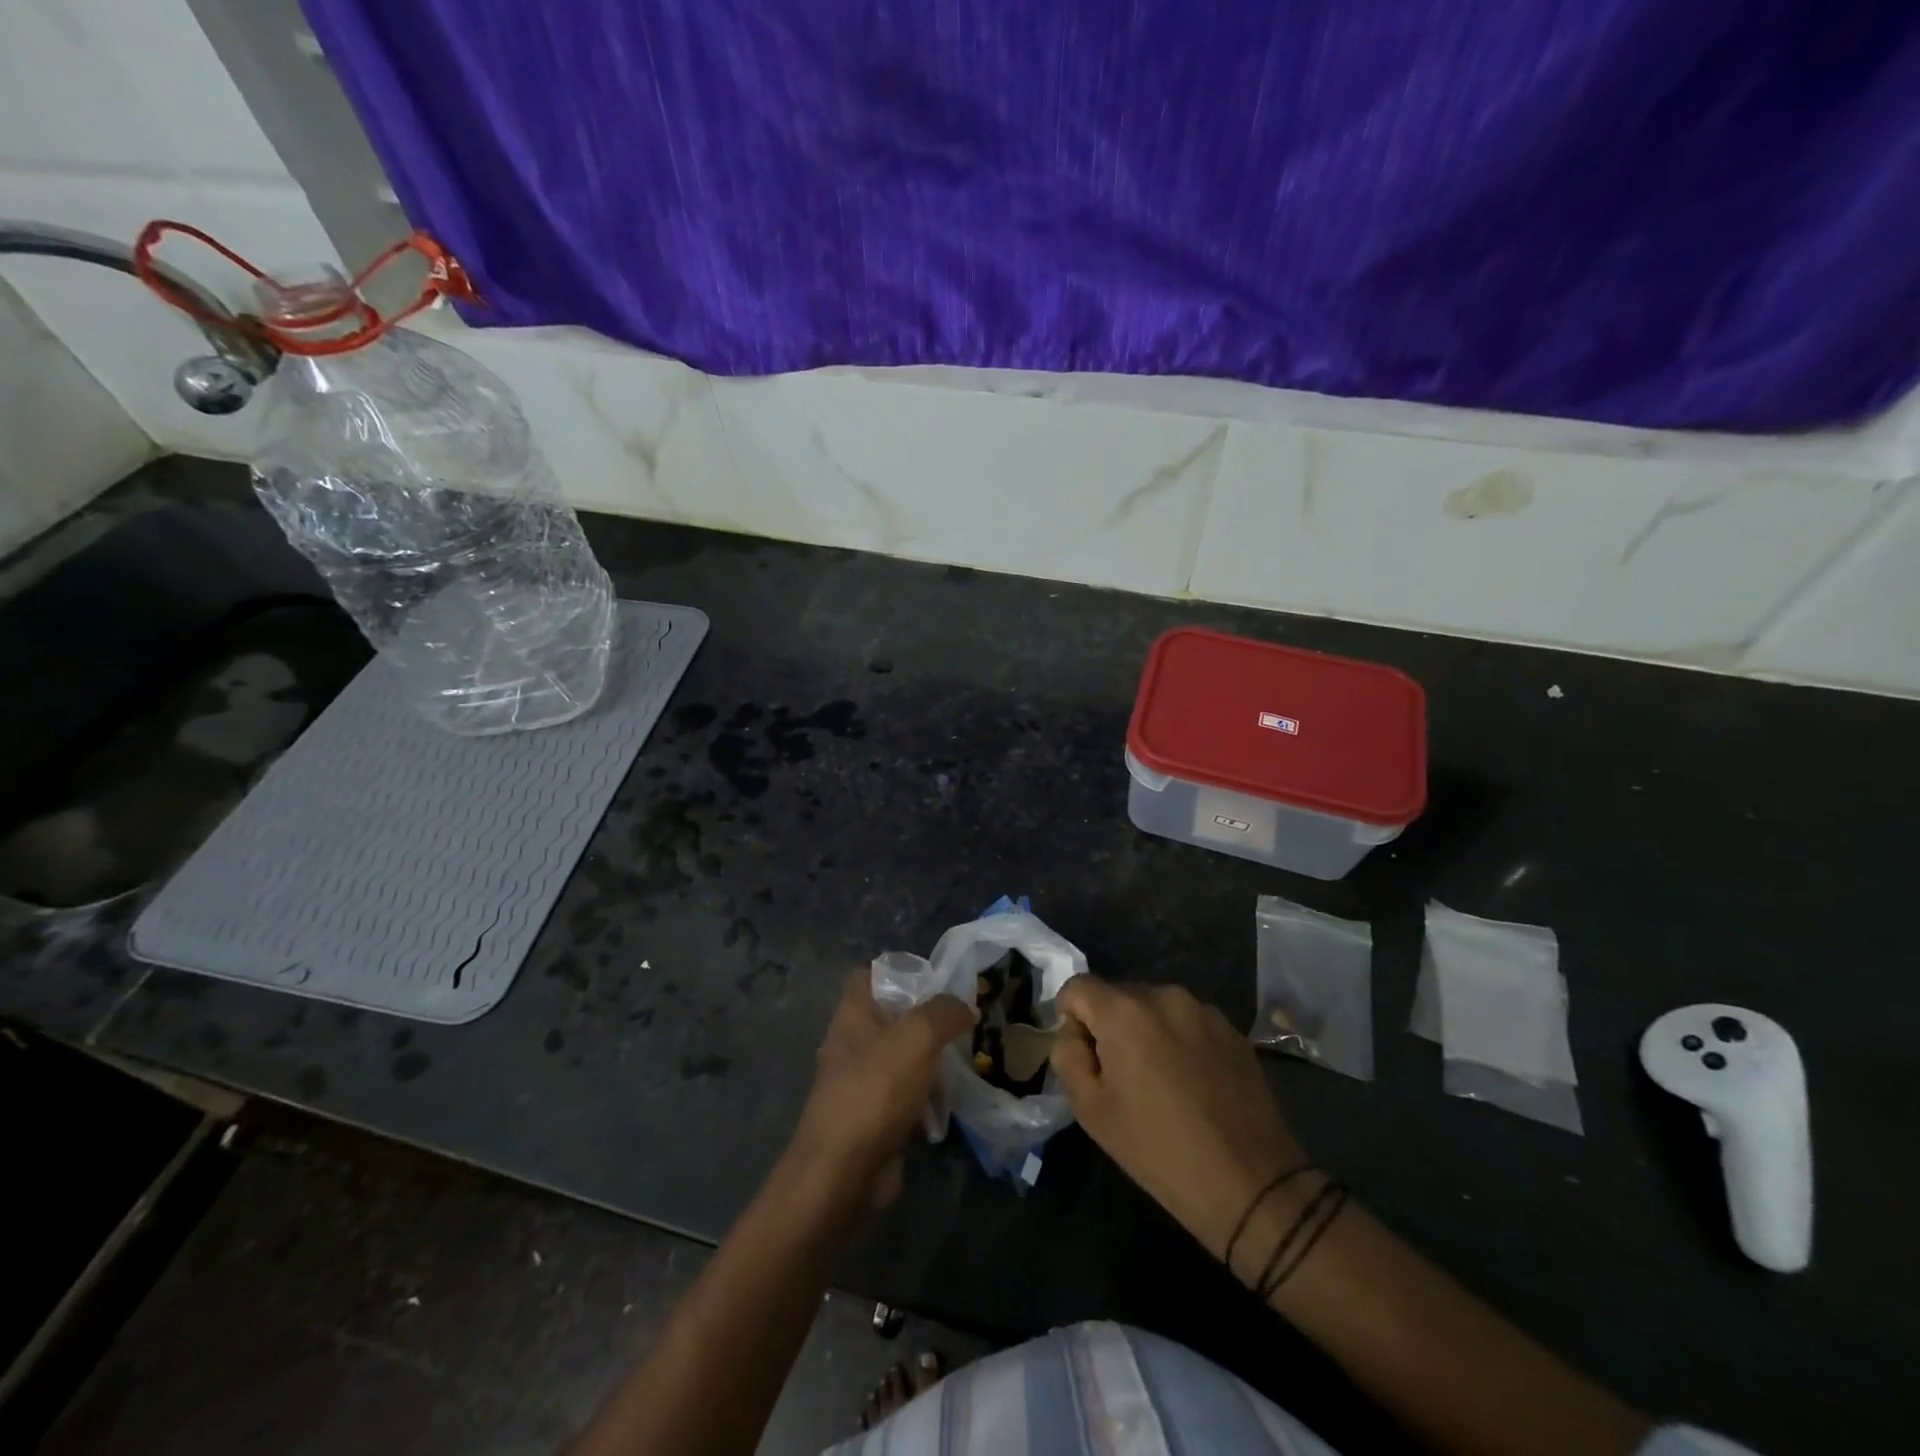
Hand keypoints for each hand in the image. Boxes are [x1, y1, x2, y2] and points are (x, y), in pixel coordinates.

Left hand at [788, 969, 975, 1209]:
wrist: (843, 1173)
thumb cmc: (875, 1090)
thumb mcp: (917, 1037)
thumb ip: (944, 1012)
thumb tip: (965, 1006)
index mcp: (852, 1015)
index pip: (869, 976)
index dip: (900, 972)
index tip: (937, 982)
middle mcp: (852, 1044)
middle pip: (892, 1018)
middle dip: (926, 1019)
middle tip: (963, 1022)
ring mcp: (861, 1084)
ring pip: (902, 1059)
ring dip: (931, 1060)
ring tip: (965, 1059)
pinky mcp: (873, 1119)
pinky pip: (905, 1097)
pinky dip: (926, 1098)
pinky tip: (951, 1103)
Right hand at [1052, 976, 1306, 1272]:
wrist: (1250, 1183)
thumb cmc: (1158, 1149)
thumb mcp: (1091, 1110)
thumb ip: (1068, 1057)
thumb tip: (1073, 1033)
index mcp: (1124, 1010)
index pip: (1077, 987)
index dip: (1070, 1018)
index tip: (1082, 1056)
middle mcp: (1163, 995)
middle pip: (1117, 996)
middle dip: (1109, 1026)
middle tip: (1119, 1076)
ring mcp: (1203, 1009)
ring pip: (1154, 1008)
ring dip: (1145, 1032)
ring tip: (1159, 1081)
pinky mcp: (1231, 1029)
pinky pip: (1187, 1022)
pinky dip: (1178, 1040)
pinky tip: (1191, 1083)